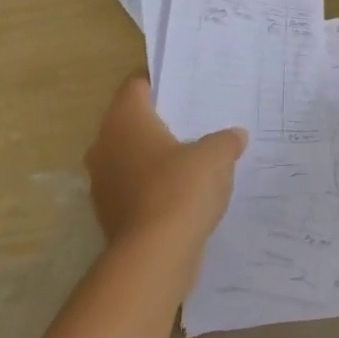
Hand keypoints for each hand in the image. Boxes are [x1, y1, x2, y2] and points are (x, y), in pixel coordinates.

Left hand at [83, 73, 246, 247]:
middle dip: (161, 120)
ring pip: (132, 156)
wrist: (154, 256)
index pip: (136, 85)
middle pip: (132, 121)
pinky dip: (155, 185)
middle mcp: (105, 146)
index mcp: (125, 120)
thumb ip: (225, 140)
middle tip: (197, 117)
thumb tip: (234, 137)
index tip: (186, 83)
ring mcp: (104, 183)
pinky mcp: (111, 214)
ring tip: (195, 155)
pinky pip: (135, 186)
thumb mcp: (217, 155)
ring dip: (157, 156)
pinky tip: (185, 191)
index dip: (160, 80)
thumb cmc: (181, 188)